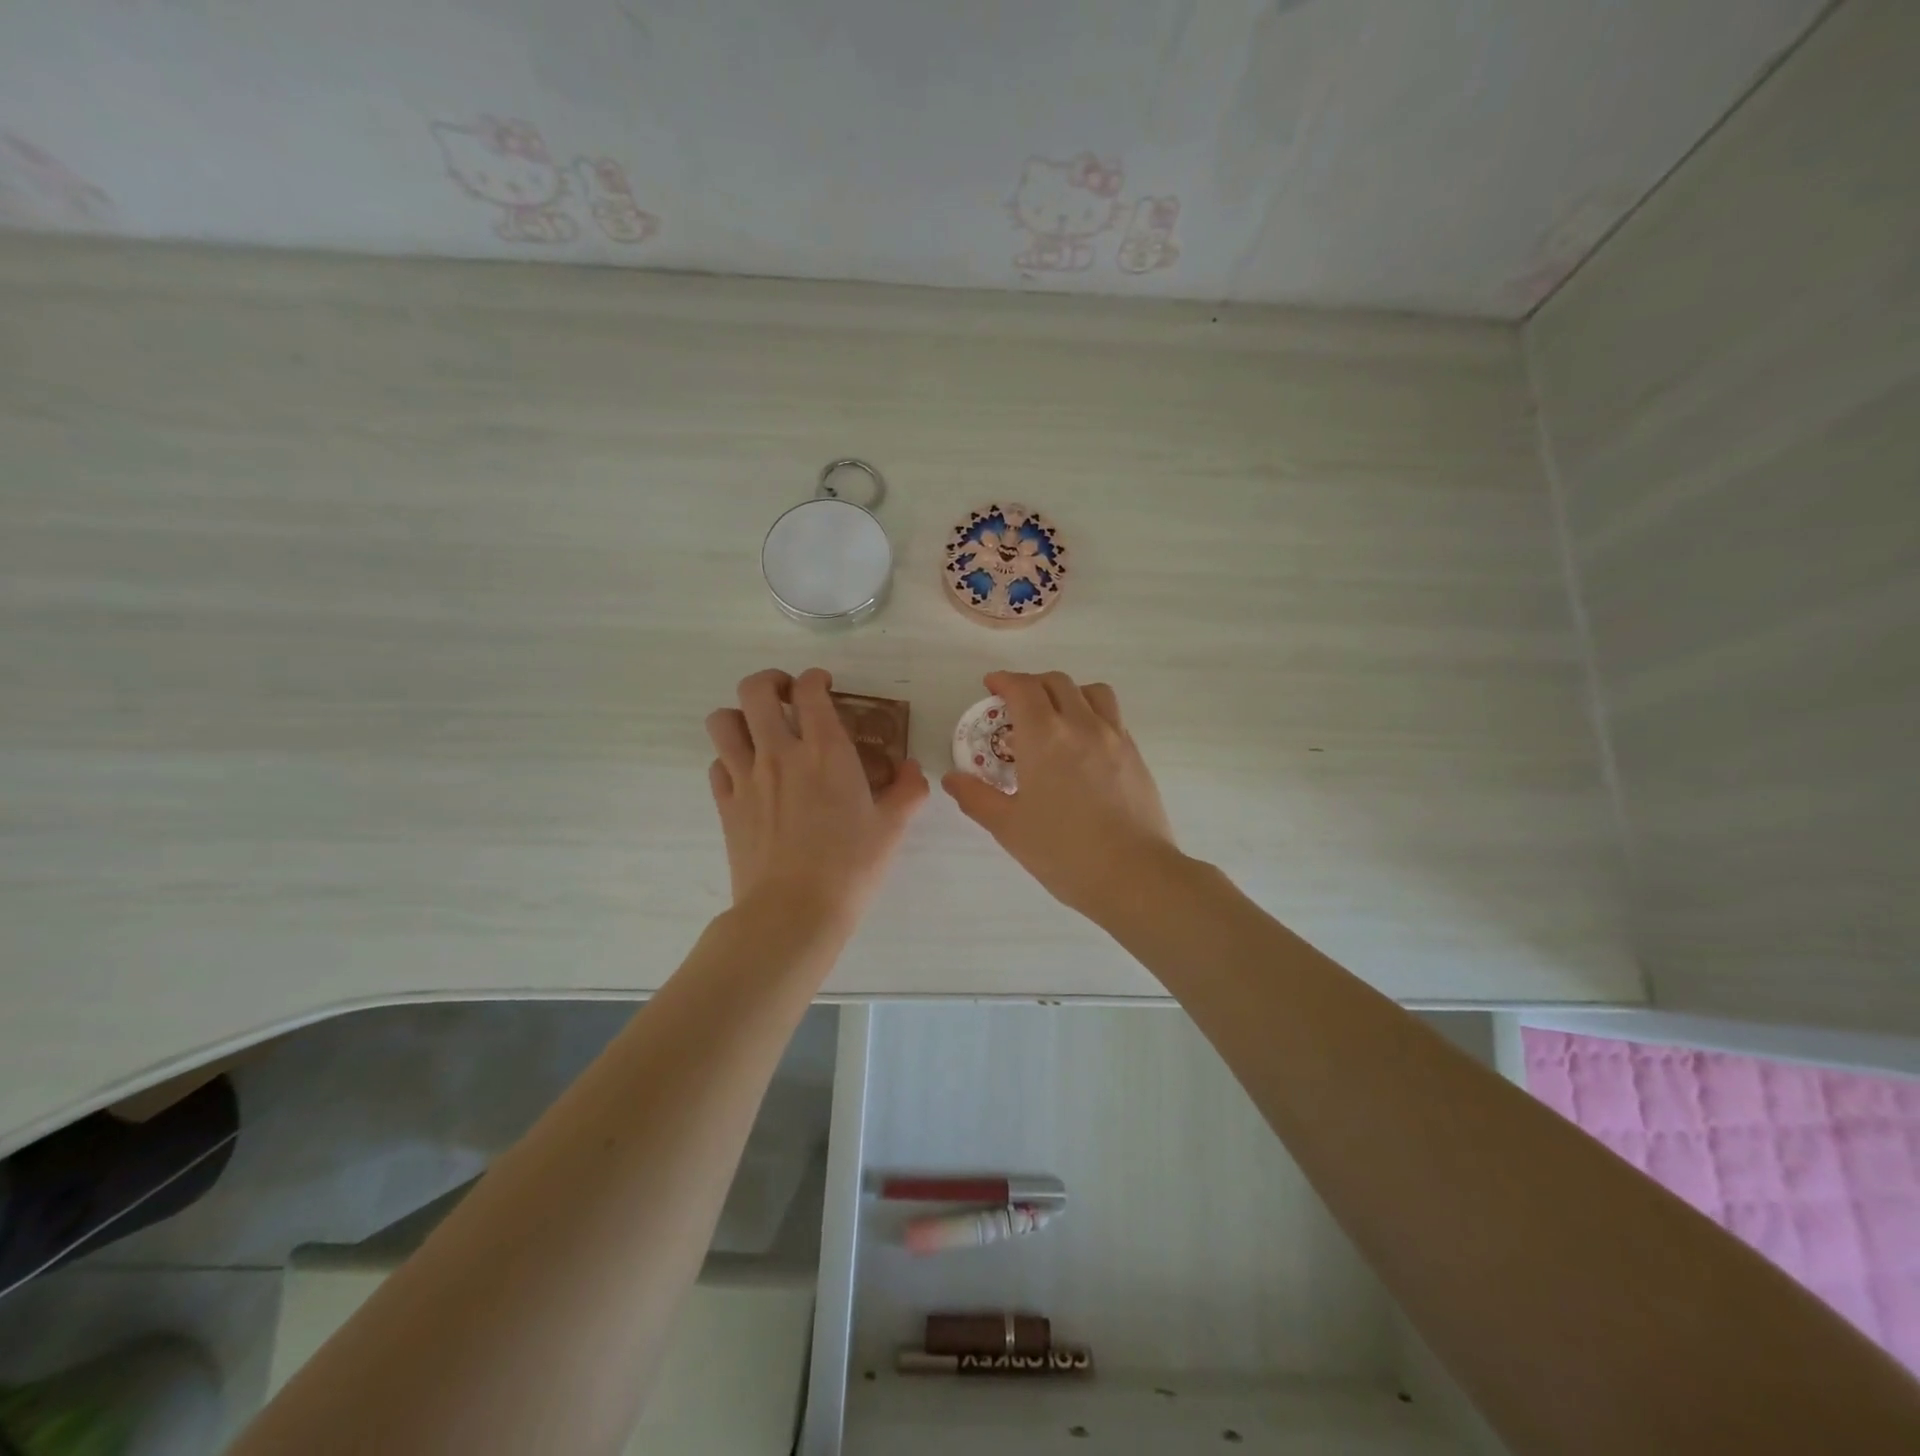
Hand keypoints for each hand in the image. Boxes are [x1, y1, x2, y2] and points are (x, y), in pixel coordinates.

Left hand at [707, 668, 928, 928]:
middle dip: (770, 681)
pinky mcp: (726, 805)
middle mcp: (780, 753)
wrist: (793, 912)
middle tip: (786, 696)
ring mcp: (746, 777)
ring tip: (759, 730)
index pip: (810, 691)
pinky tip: (748, 774)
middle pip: (755, 690)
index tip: (824, 685)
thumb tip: (912, 769)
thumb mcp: (892, 828)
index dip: (815, 678)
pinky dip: (729, 759)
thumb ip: (907, 791)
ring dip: (740, 715)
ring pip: (723, 721)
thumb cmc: (850, 868)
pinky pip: (717, 764)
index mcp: (826, 751)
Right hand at [942, 671, 1179, 919]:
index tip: (992, 685)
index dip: (1004, 680)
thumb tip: (951, 778)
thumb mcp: (1009, 827)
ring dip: (1068, 692)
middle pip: (1057, 683)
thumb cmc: (1063, 851)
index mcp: (1045, 737)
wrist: (1133, 874)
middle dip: (1032, 684)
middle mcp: (1081, 725)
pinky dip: (1092, 714)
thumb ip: (976, 797)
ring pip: (1092, 692)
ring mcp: (1114, 737)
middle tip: (1017, 704)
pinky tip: (1084, 744)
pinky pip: (1112, 716)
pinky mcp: (1136, 755)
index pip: (1023, 689)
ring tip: (1056, 715)